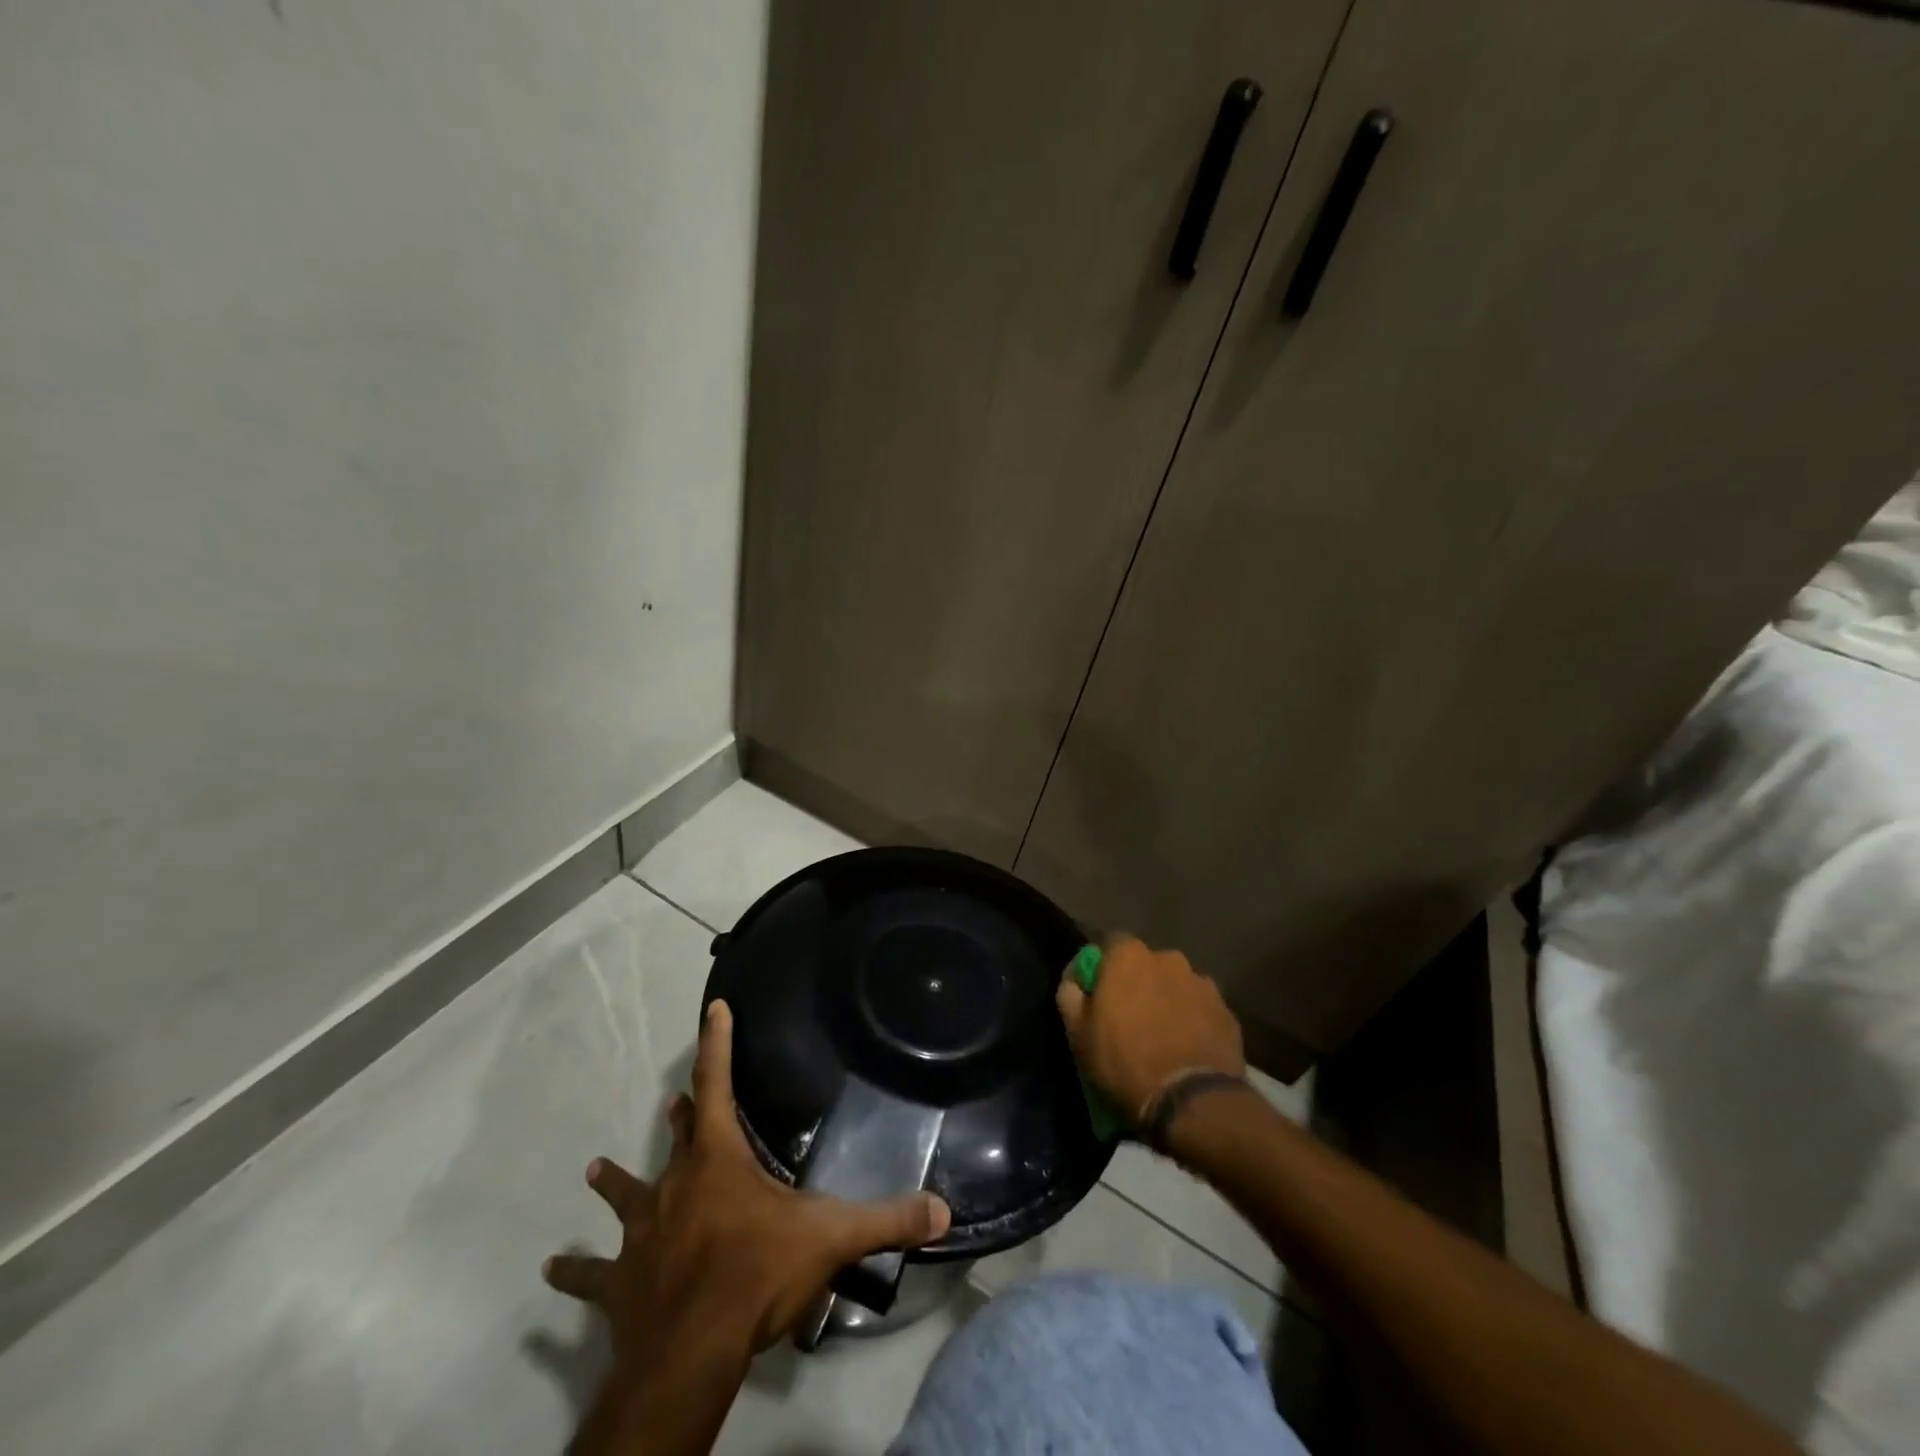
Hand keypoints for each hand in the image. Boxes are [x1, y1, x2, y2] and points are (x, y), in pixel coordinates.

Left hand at [543, 1000, 951, 1366]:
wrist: (690, 1352)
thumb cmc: (756, 1275)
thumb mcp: (831, 1240)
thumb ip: (888, 1220)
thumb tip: (943, 1209)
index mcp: (718, 1160)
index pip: (717, 1082)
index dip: (717, 1042)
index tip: (712, 1007)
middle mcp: (675, 1184)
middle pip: (679, 1137)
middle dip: (682, 1115)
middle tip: (674, 1100)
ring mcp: (641, 1232)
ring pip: (627, 1195)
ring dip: (615, 1182)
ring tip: (596, 1168)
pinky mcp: (619, 1282)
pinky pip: (593, 1275)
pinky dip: (575, 1273)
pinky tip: (552, 1272)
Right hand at [1055, 934, 1246, 1130]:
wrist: (1192, 1101)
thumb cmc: (1125, 1062)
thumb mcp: (1079, 1035)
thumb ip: (1070, 996)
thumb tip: (1074, 982)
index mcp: (1129, 956)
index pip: (1110, 944)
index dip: (1103, 968)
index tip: (1097, 995)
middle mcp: (1168, 958)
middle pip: (1147, 964)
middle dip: (1139, 984)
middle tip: (1130, 1018)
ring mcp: (1202, 983)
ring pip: (1177, 986)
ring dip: (1168, 1001)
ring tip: (1163, 1036)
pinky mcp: (1227, 1011)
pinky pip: (1201, 1009)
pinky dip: (1194, 1021)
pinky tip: (1187, 1049)